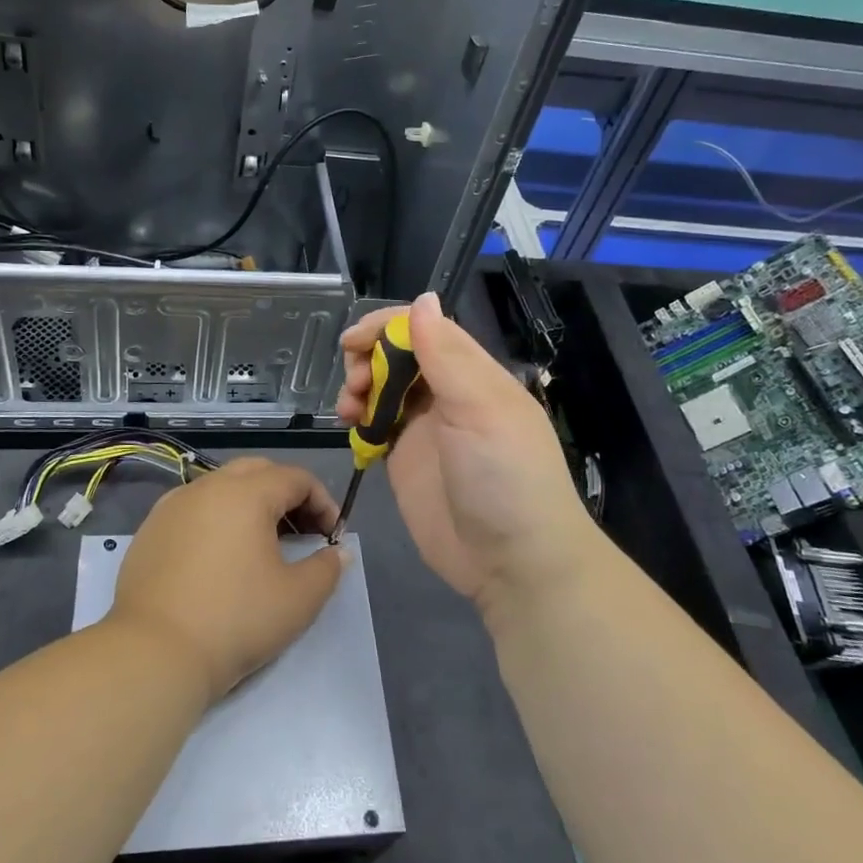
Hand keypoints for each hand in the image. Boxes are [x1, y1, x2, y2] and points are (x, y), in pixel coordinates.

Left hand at [109, 458, 343, 702]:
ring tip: (262, 544)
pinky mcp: (151, 529)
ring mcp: (173, 505)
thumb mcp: (298, 600)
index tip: (332, 536)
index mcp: (246, 493)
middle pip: (258, 471)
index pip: (296, 478)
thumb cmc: (235, 620)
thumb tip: (338, 552)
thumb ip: (326, 569)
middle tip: (302, 532)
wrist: (154, 653)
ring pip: (222, 486)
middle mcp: (208, 486)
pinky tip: (221, 557)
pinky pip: (194, 508)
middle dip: (286, 494)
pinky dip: (217, 518)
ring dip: (250, 504)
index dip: (323, 502)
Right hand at [336, 292, 596, 615]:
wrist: (514, 564)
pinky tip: (350, 427)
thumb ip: (447, 355)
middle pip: (398, 355)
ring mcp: (426, 428)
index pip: (426, 329)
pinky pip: (375, 424)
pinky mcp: (405, 459)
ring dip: (359, 386)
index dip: (387, 326)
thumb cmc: (504, 477)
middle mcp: (448, 394)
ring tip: (348, 408)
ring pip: (383, 387)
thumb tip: (423, 298)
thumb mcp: (479, 410)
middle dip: (368, 356)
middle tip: (354, 380)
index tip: (354, 340)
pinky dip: (358, 418)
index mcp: (473, 374)